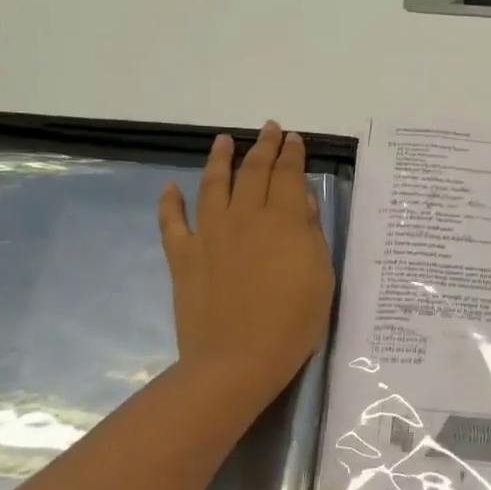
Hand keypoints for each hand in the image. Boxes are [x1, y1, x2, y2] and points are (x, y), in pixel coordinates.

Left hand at [157, 123, 333, 399]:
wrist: (237, 359)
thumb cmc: (292, 323)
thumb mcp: (320, 277)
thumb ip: (310, 234)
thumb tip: (301, 202)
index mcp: (282, 221)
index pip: (288, 175)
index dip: (292, 154)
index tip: (294, 139)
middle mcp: (244, 217)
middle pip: (253, 172)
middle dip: (263, 147)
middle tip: (269, 129)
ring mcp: (209, 234)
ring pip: (212, 185)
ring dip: (219, 159)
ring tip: (223, 141)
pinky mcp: (183, 256)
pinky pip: (172, 222)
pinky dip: (170, 202)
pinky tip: (171, 187)